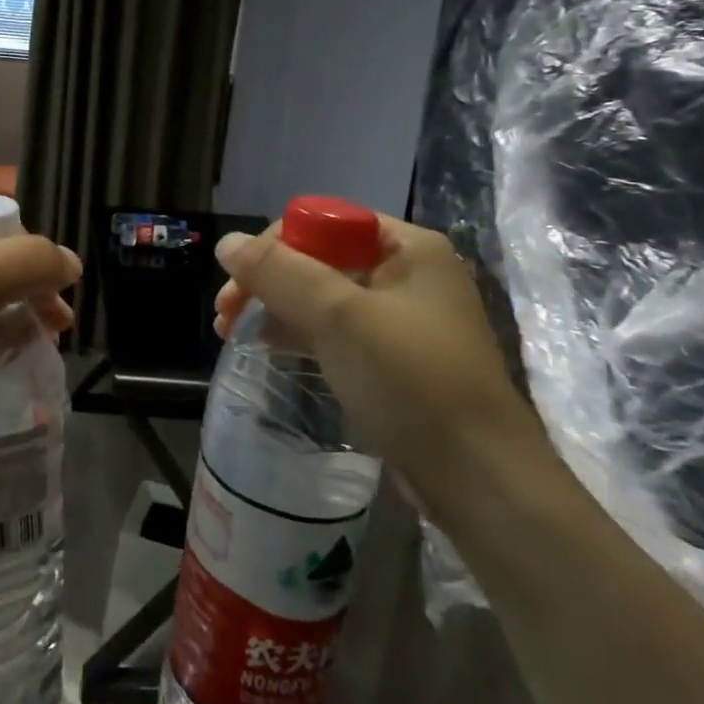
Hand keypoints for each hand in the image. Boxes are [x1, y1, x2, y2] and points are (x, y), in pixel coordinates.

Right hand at [213, 216, 551, 496]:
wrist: (479, 482)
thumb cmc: (412, 383)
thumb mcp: (339, 317)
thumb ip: (278, 272)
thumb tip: (226, 241)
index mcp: (409, 247)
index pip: (325, 221)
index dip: (275, 244)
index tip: (238, 280)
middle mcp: (408, 273)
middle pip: (319, 258)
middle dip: (268, 280)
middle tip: (225, 312)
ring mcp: (402, 319)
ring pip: (322, 296)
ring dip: (275, 306)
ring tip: (232, 332)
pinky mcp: (393, 359)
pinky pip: (335, 330)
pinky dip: (298, 332)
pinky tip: (268, 346)